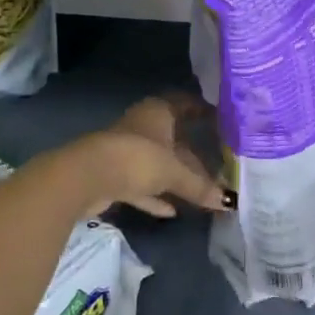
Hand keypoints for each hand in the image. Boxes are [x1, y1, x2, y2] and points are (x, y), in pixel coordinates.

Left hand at [57, 92, 231, 219]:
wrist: (88, 178)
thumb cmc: (137, 159)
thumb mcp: (174, 172)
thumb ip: (200, 186)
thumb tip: (227, 202)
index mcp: (159, 112)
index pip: (185, 104)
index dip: (202, 110)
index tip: (221, 120)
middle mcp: (143, 125)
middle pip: (173, 137)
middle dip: (192, 152)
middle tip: (217, 164)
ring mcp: (126, 150)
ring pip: (157, 162)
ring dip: (175, 176)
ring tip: (200, 190)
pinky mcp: (114, 174)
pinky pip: (141, 184)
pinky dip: (155, 195)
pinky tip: (171, 210)